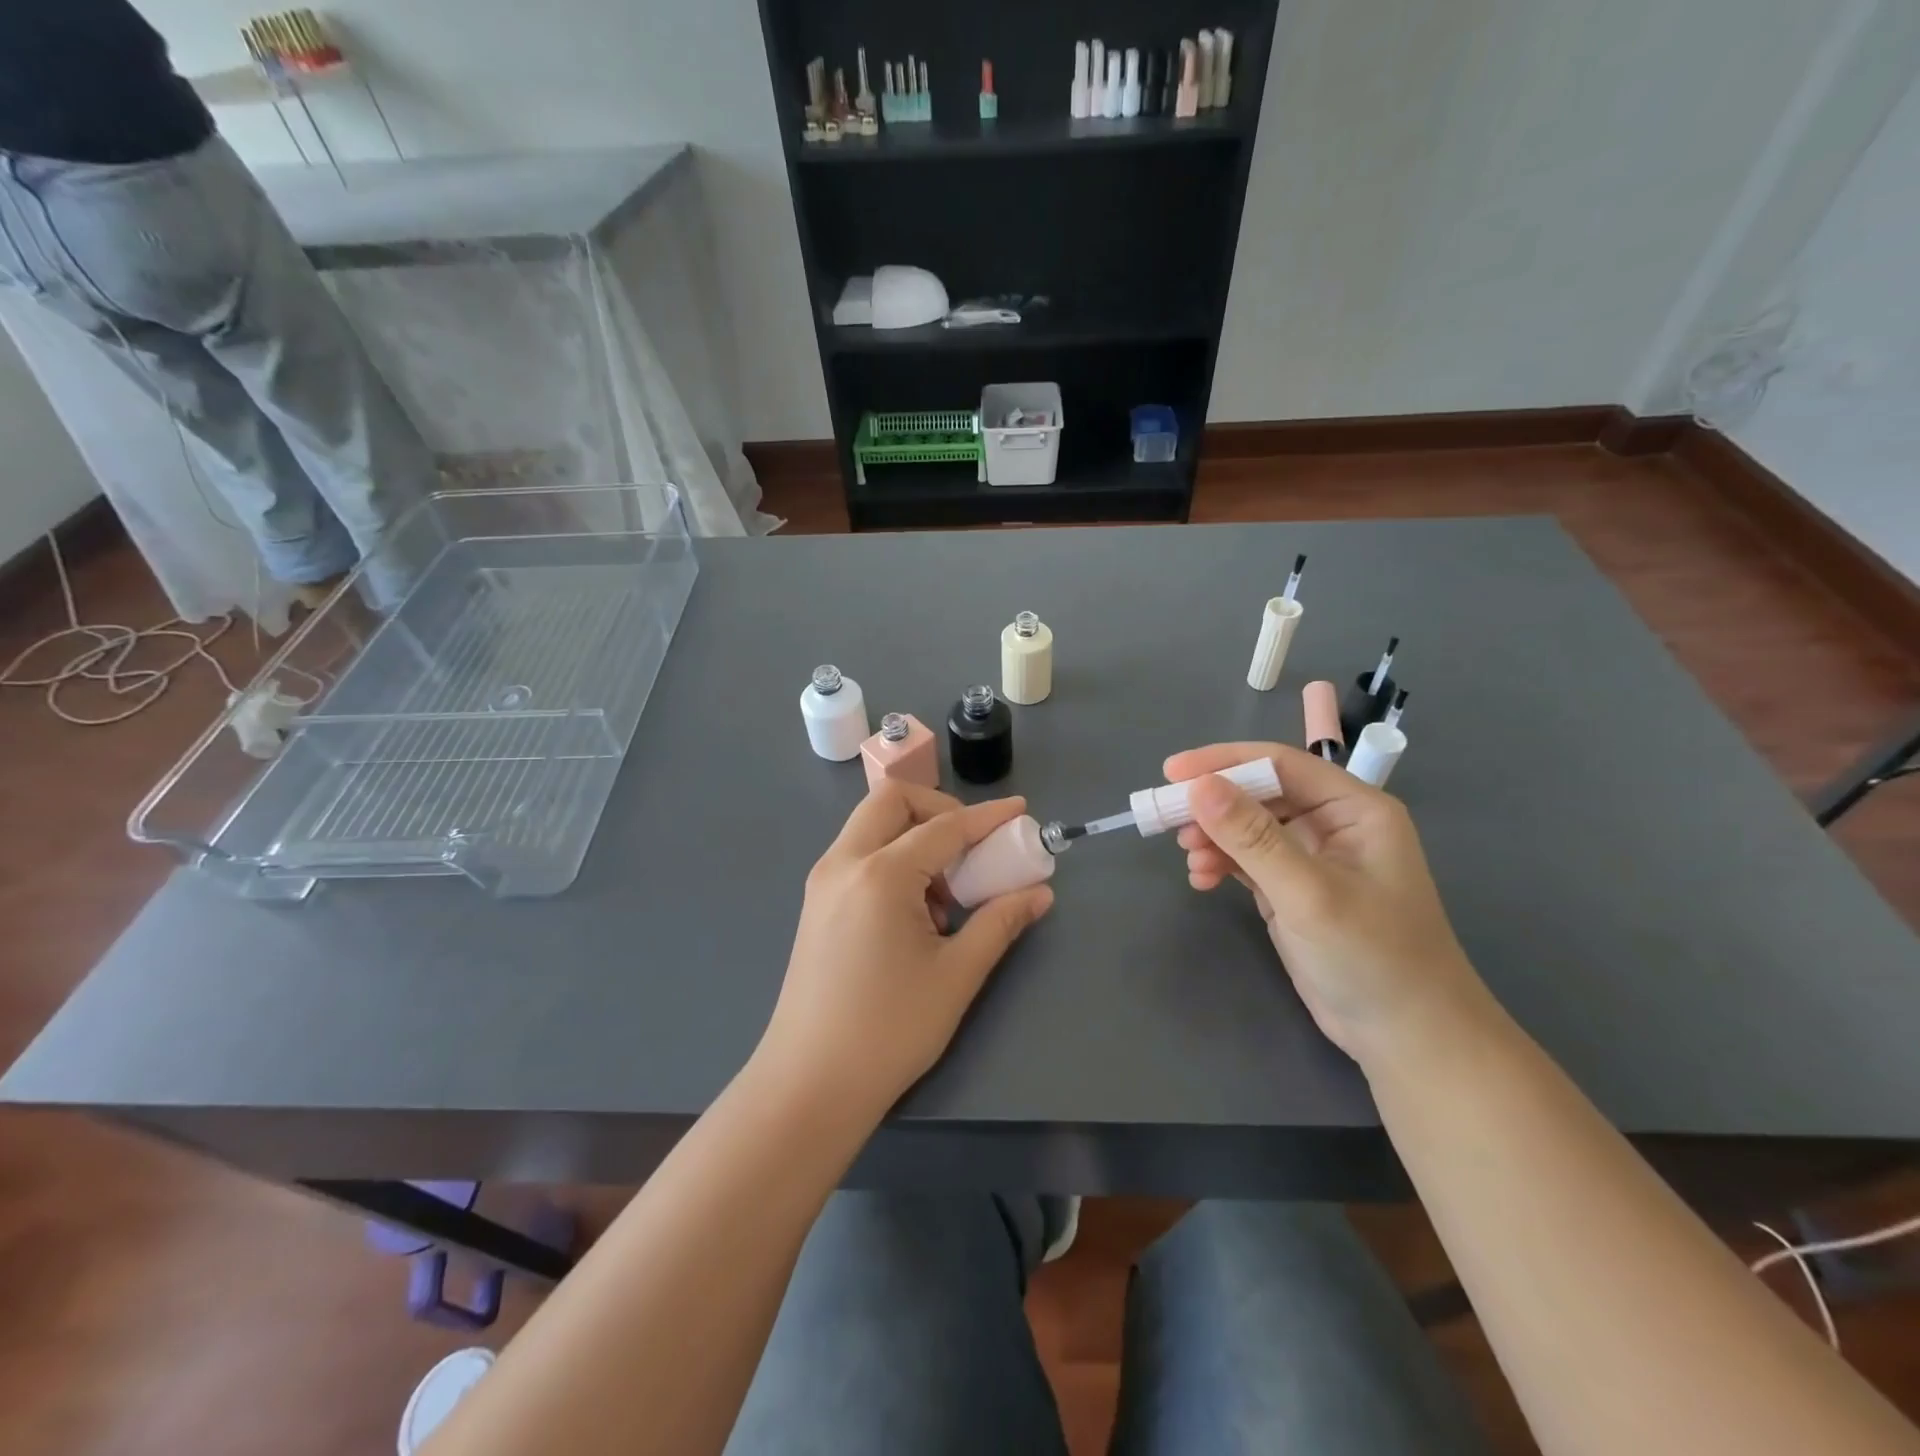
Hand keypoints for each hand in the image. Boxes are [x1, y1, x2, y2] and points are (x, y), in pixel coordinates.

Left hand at [757, 782, 1053, 1125]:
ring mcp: (823, 882)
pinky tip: (913, 915)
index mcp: (880, 874)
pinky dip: (892, 861)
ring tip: (944, 897)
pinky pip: (859, 856)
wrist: (809, 1085)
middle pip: (892, 801)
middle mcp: (844, 863)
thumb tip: (1039, 893)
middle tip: (972, 848)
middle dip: (939, 810)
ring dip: (914, 839)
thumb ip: (1000, 922)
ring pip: (872, 827)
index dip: (988, 817)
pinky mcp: (816, 904)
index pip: (945, 826)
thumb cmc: (889, 1030)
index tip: (1021, 811)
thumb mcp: (957, 974)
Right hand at [1166, 742, 1490, 1067]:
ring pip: (1247, 827)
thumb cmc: (1373, 957)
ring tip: (1189, 858)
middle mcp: (1332, 823)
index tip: (1171, 772)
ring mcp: (1311, 857)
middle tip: (1165, 817)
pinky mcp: (1291, 888)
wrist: (1406, 1037)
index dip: (1224, 761)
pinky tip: (1201, 879)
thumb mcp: (1308, 893)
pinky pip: (1246, 860)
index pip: (1280, 765)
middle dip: (1213, 805)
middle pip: (1259, 793)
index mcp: (1354, 808)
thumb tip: (1198, 786)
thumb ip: (1253, 837)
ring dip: (1213, 836)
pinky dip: (1220, 863)